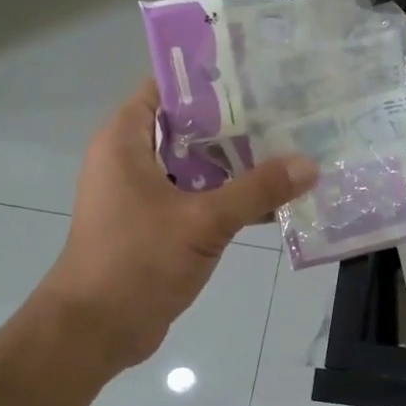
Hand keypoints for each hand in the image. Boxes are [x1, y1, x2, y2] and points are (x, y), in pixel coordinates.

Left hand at [30, 82, 316, 376]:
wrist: (96, 330)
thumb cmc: (137, 262)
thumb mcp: (203, 221)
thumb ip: (257, 190)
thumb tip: (309, 164)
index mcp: (126, 142)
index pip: (166, 89)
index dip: (208, 79)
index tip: (256, 74)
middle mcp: (131, 161)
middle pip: (188, 128)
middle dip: (235, 123)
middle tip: (287, 113)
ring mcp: (144, 196)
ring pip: (197, 167)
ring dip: (237, 164)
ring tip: (290, 150)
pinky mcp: (157, 227)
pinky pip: (198, 199)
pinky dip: (229, 198)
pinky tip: (273, 201)